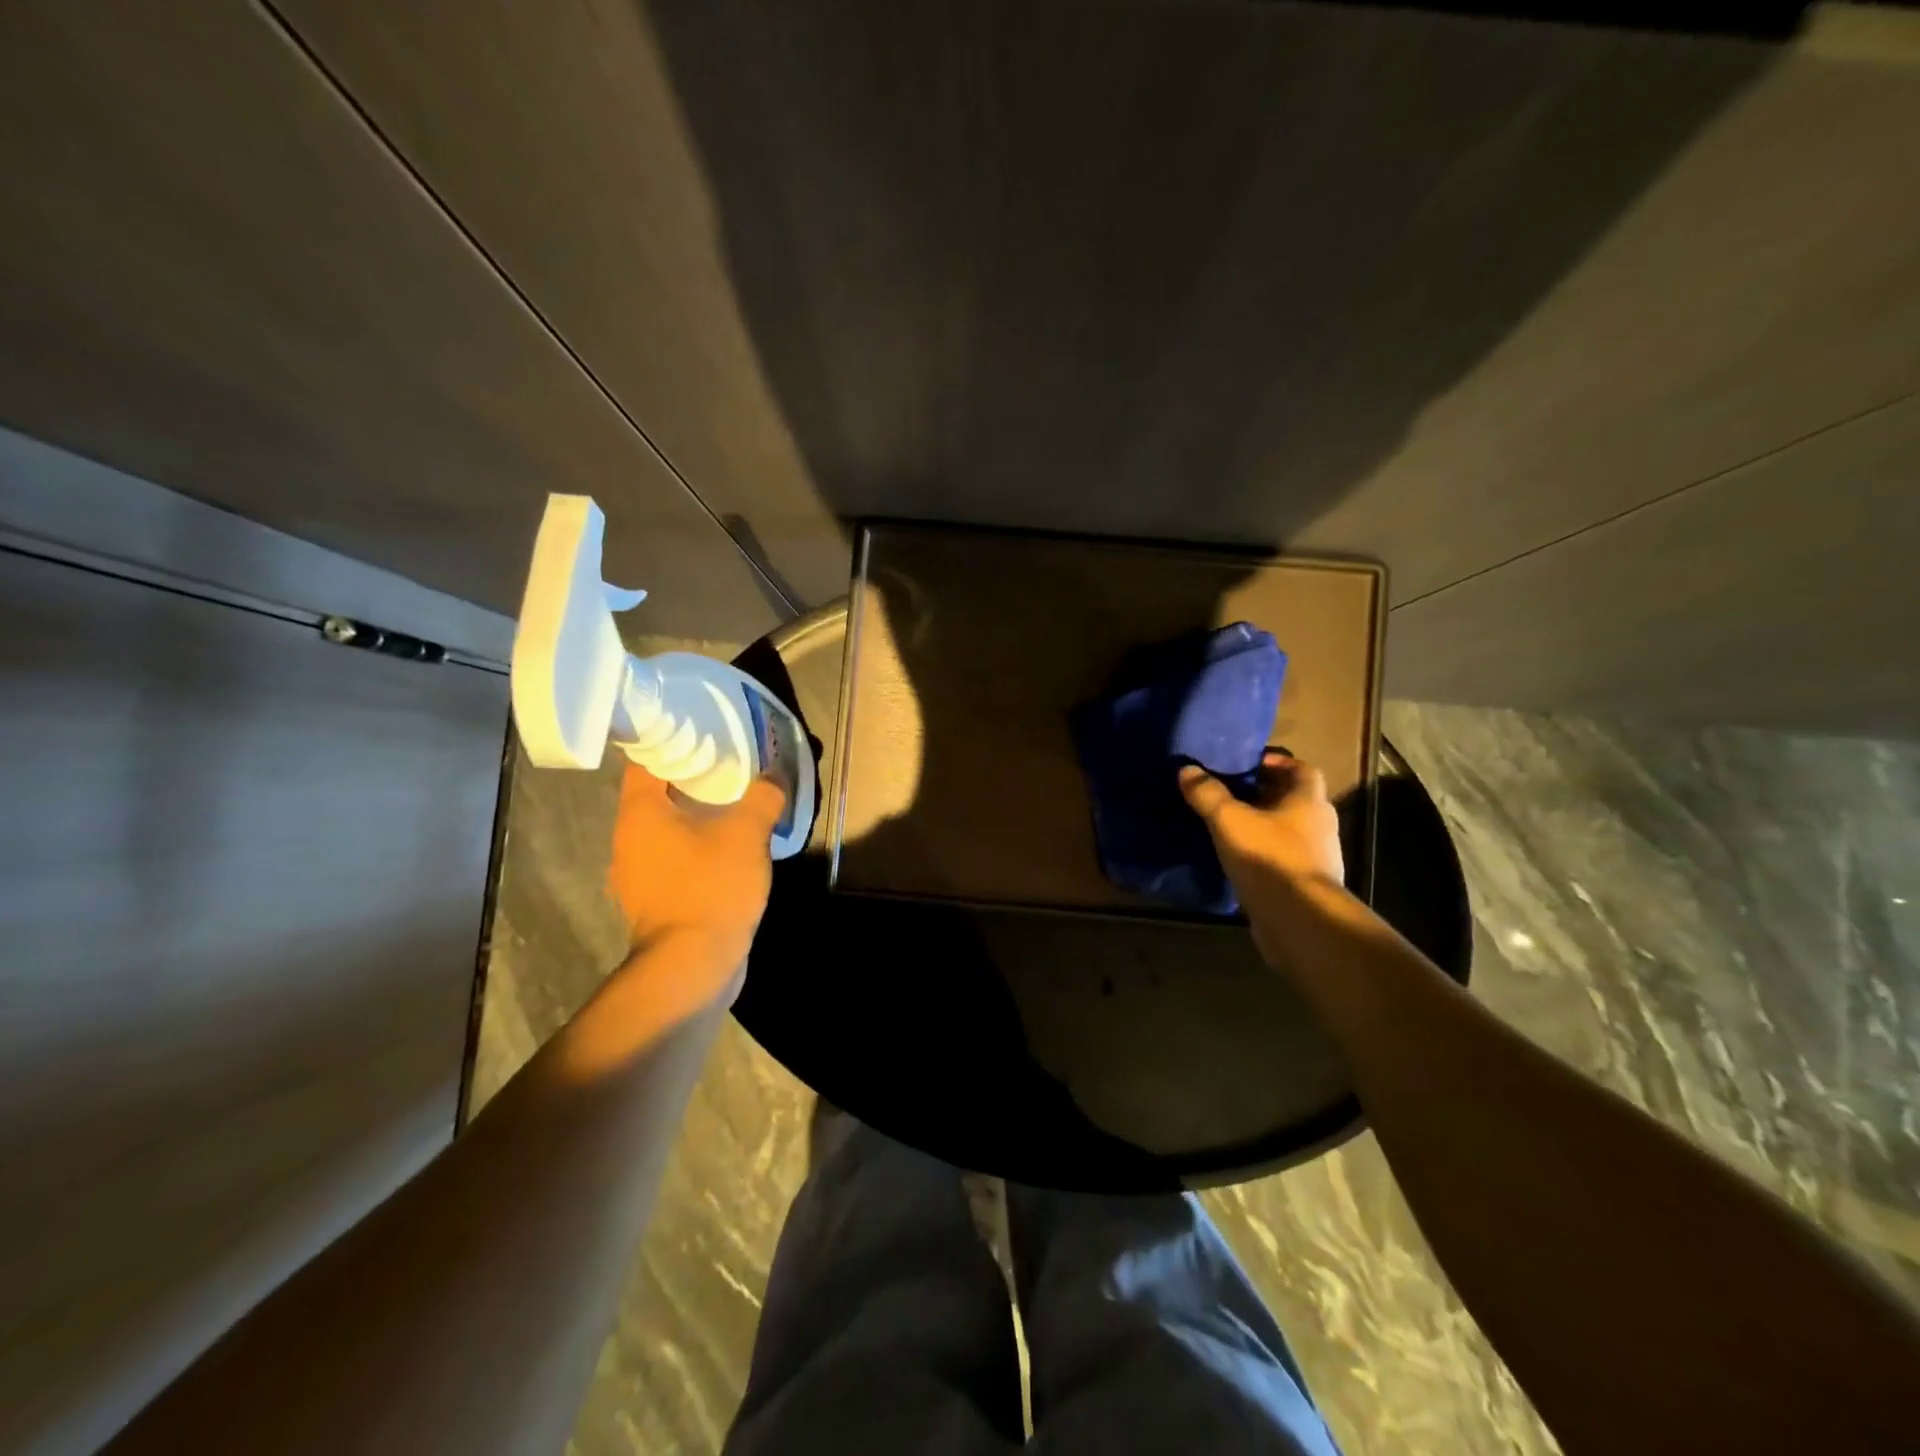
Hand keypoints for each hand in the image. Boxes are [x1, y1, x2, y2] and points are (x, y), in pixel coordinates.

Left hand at [607, 761, 786, 995]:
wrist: (692, 966)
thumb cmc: (710, 887)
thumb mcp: (747, 833)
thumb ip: (763, 797)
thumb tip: (775, 774)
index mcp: (639, 814)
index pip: (644, 761)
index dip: (671, 742)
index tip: (702, 733)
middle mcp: (628, 841)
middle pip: (655, 796)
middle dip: (690, 780)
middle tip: (727, 766)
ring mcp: (637, 876)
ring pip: (665, 831)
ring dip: (694, 818)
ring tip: (732, 806)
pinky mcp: (654, 903)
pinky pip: (674, 861)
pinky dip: (696, 850)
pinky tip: (727, 851)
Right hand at [1180, 753, 1343, 964]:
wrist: (1298, 919)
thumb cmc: (1268, 857)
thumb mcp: (1229, 820)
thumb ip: (1208, 794)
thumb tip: (1188, 770)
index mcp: (1309, 802)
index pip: (1303, 769)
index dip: (1278, 763)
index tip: (1249, 765)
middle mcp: (1320, 826)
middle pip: (1295, 800)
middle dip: (1265, 794)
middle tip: (1231, 793)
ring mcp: (1317, 859)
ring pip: (1289, 832)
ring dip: (1264, 826)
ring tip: (1229, 827)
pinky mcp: (1305, 886)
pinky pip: (1283, 860)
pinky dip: (1264, 855)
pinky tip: (1238, 860)